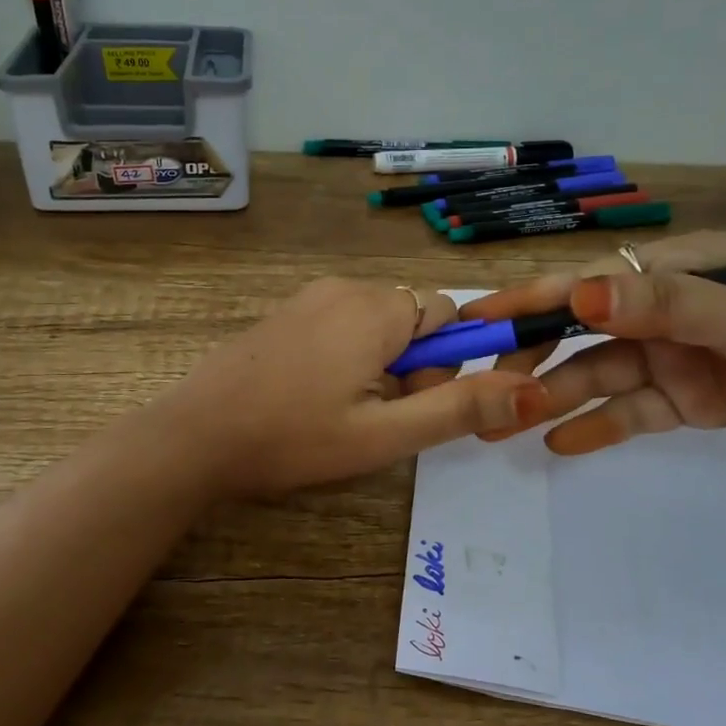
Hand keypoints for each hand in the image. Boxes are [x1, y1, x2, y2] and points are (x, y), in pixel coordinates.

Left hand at [158, 279, 549, 494]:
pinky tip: (312, 397)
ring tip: (341, 412)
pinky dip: (344, 357)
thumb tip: (531, 390)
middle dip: (412, 365)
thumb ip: (459, 408)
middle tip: (376, 416)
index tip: (417, 402)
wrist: (194, 436)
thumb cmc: (293, 438)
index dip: (446, 362)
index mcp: (376, 308)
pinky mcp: (283, 313)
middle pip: (410, 318)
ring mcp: (307, 297)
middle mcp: (344, 288)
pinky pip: (338, 325)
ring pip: (374, 324)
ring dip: (378, 364)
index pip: (447, 312)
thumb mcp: (384, 435)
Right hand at [453, 230, 725, 455]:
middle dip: (530, 359)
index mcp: (674, 274)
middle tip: (479, 391)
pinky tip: (560, 444)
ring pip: (600, 378)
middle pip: (580, 335)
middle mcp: (664, 312)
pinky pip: (634, 412)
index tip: (472, 319)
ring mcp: (677, 357)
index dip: (527, 302)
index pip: (585, 286)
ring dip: (554, 400)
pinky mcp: (693, 398)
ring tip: (504, 427)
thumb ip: (667, 307)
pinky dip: (600, 427)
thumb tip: (580, 297)